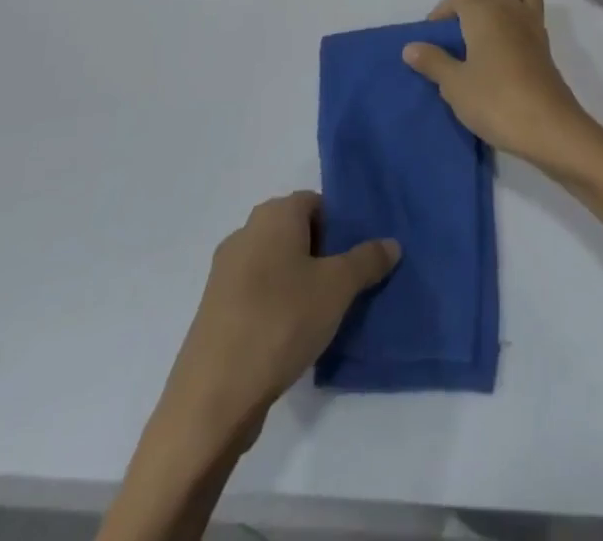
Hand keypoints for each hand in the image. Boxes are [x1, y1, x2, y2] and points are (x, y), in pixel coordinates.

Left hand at [153, 192, 398, 444]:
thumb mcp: (338, 288)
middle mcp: (245, 233)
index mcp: (273, 215)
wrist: (212, 399)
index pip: (316, 203)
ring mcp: (225, 273)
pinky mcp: (214, 311)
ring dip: (300, 282)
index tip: (357, 258)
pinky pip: (257, 293)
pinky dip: (277, 306)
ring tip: (324, 315)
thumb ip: (367, 260)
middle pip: (295, 232)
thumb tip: (391, 243)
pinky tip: (292, 337)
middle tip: (347, 285)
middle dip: (323, 254)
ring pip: (276, 265)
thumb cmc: (281, 322)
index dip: (340, 226)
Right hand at [403, 0, 602, 176]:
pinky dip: (520, 23)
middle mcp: (510, 10)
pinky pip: (533, 18)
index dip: (443, 10)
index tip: (434, 35)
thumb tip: (410, 46)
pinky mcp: (546, 46)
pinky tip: (507, 53)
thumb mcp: (455, 85)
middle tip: (464, 32)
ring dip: (506, 5)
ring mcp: (532, 25)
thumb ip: (433, 62)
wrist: (548, 125)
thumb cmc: (495, 100)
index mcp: (484, 13)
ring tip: (489, 35)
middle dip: (478, 1)